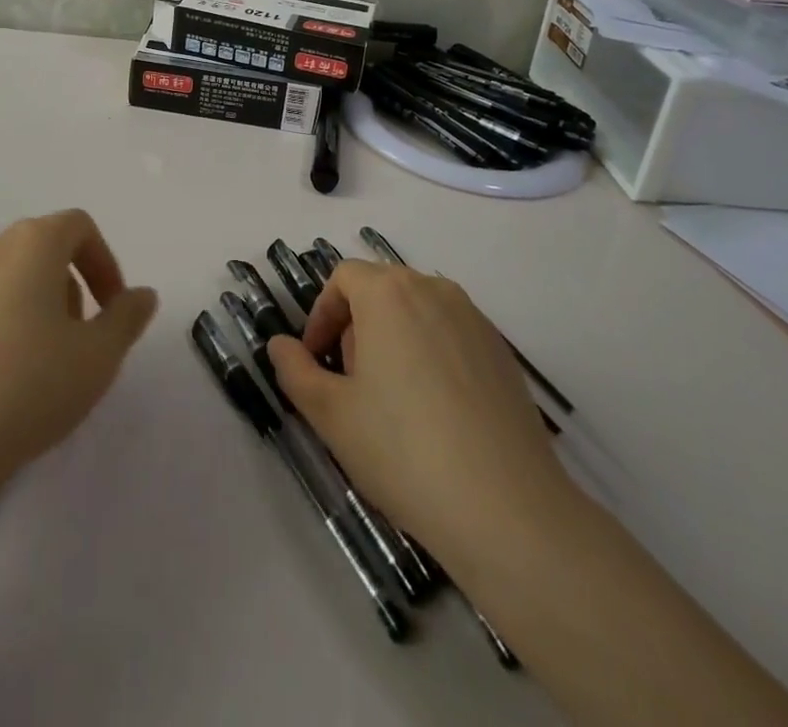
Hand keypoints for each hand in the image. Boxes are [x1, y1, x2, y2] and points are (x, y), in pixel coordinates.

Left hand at [0, 210, 157, 501]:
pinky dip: (0, 322)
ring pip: (10, 276)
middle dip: (71, 287)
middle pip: (43, 249)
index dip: (104, 263)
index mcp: (33, 242)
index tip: (112, 310)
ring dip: (36, 305)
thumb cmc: (26, 387)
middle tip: (80, 342)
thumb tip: (142, 294)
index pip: (79, 227)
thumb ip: (126, 318)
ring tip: (41, 364)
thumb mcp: (97, 357)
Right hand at [267, 261, 571, 566]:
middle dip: (356, 328)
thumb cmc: (404, 451)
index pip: (343, 278)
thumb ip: (295, 371)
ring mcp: (475, 319)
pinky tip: (436, 414)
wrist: (508, 510)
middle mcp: (434, 290)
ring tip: (392, 401)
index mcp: (389, 293)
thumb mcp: (331, 415)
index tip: (317, 361)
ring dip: (393, 340)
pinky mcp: (503, 352)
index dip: (322, 314)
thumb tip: (279, 344)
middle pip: (381, 290)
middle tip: (351, 385)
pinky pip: (451, 336)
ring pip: (417, 312)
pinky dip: (431, 356)